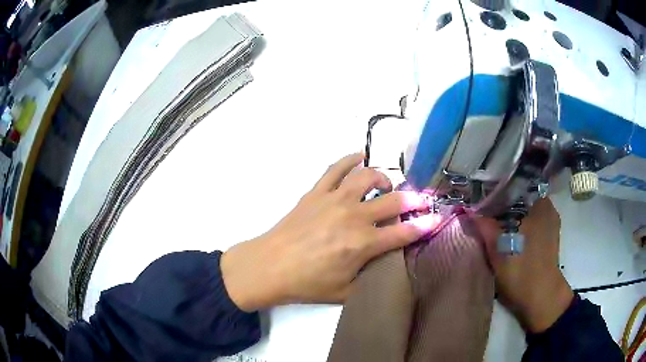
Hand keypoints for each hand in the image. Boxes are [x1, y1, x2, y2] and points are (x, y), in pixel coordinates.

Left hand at [220, 153, 439, 311]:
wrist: (270, 266)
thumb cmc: (307, 283)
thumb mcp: (345, 292)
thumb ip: (370, 276)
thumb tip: (385, 263)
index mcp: (363, 244)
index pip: (403, 232)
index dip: (424, 225)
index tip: (436, 218)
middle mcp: (353, 216)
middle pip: (393, 200)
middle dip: (413, 199)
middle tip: (419, 200)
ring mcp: (334, 200)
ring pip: (367, 176)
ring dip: (382, 178)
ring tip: (384, 185)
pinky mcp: (316, 192)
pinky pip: (336, 168)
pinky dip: (350, 159)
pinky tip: (359, 157)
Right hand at [477, 198, 573, 332]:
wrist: (541, 297)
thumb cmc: (522, 269)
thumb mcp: (498, 248)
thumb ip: (484, 227)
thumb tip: (469, 211)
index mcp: (540, 204)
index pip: (517, 186)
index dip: (499, 190)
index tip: (484, 197)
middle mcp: (548, 208)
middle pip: (522, 198)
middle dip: (505, 203)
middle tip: (487, 209)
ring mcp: (551, 223)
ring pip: (527, 211)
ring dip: (513, 214)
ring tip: (496, 220)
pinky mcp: (550, 237)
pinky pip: (533, 222)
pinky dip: (521, 224)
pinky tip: (510, 233)